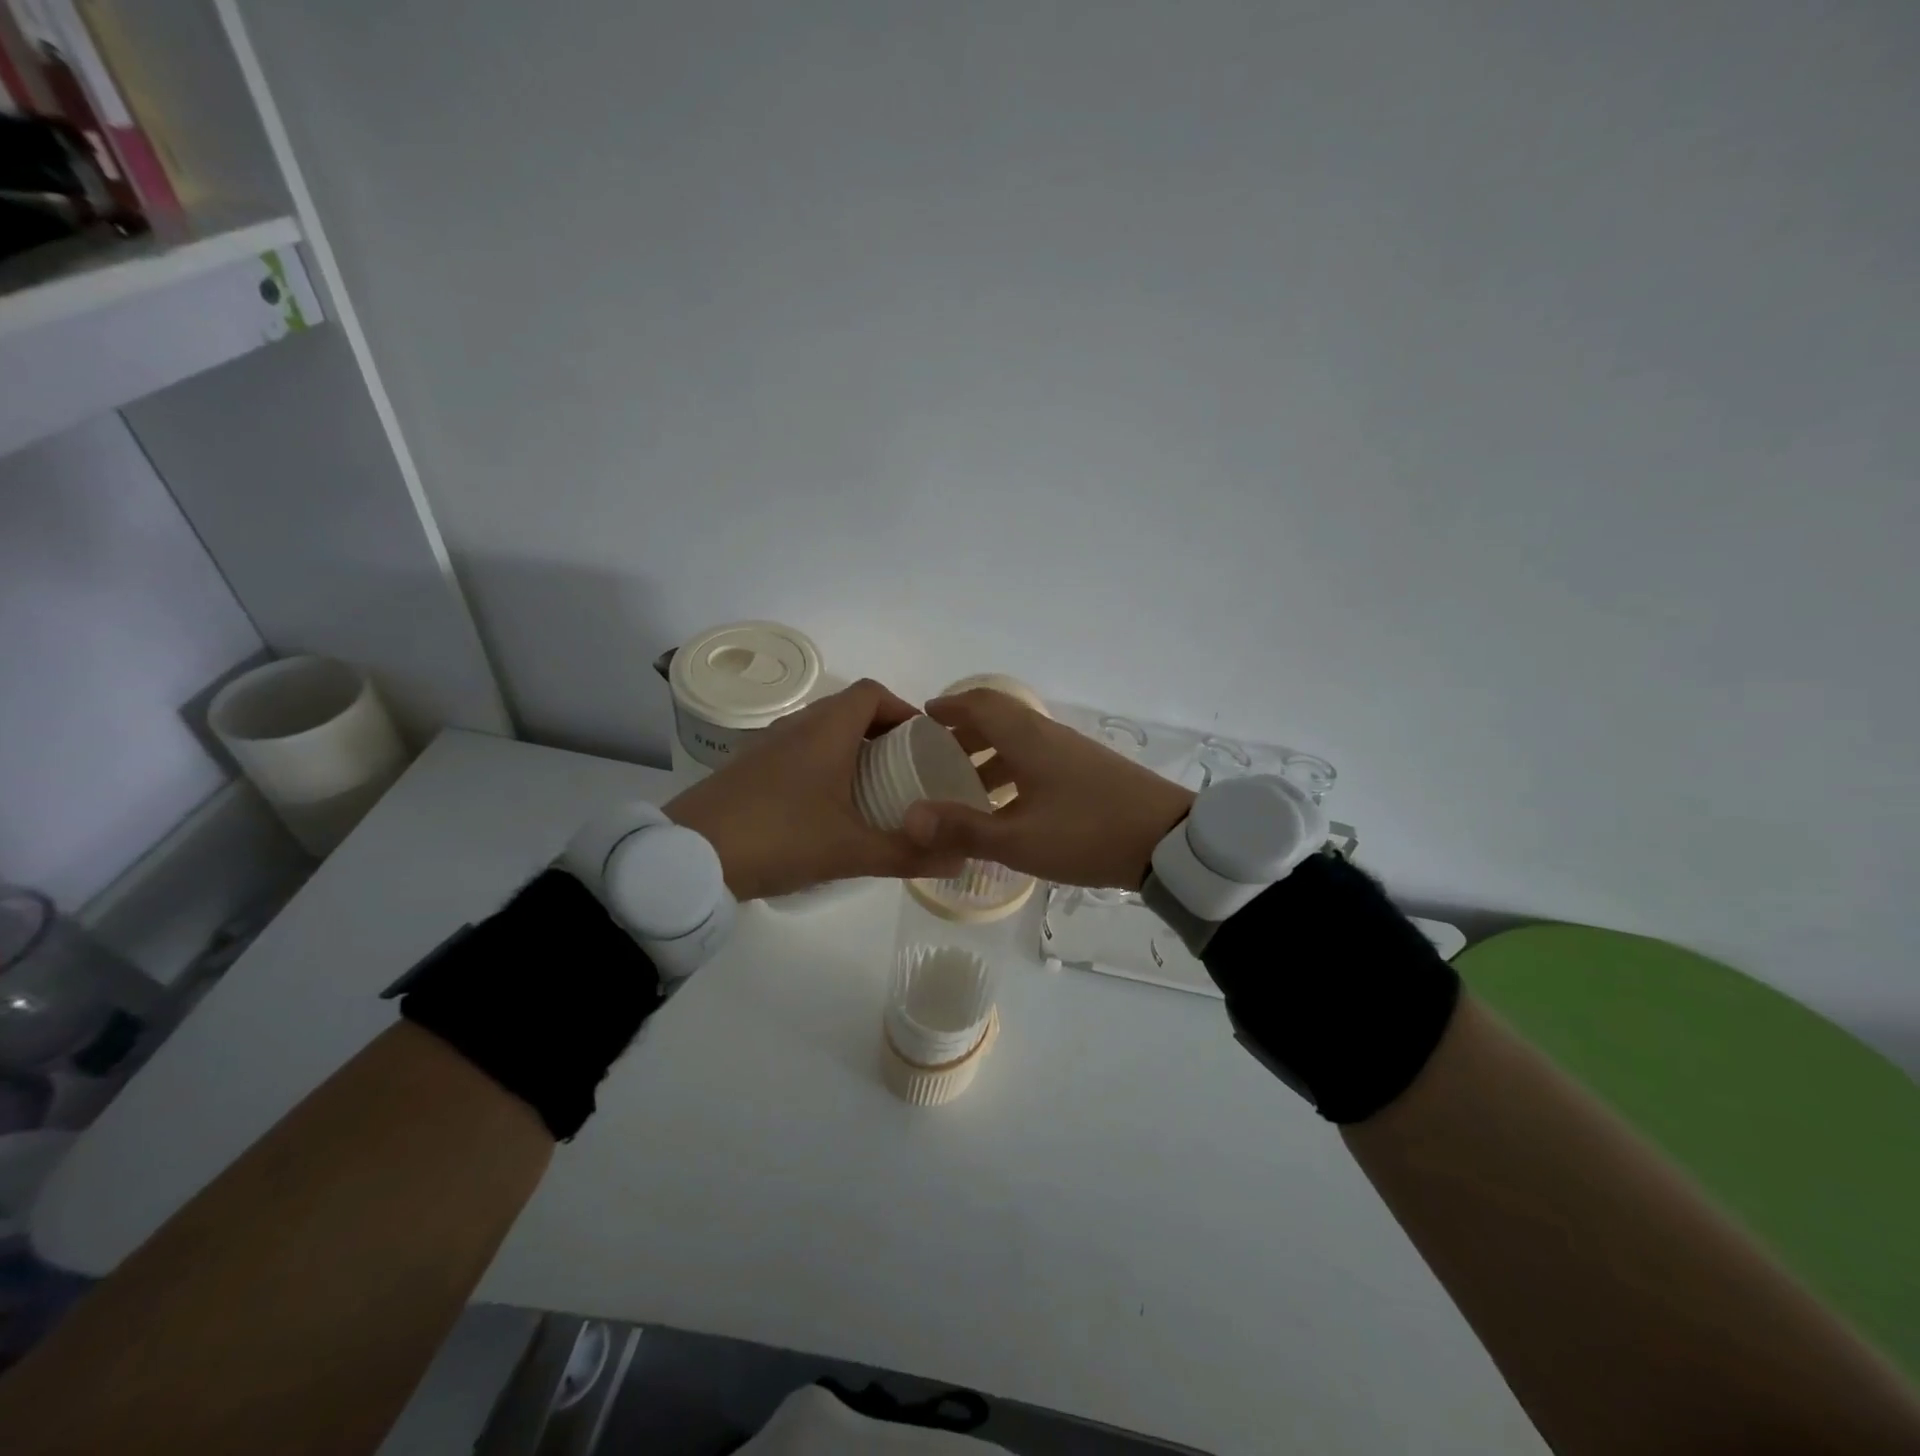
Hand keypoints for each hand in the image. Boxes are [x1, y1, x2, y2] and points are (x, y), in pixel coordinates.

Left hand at [665, 679, 963, 900]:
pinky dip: (822, 764)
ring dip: (850, 748)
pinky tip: (826, 806)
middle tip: (906, 771)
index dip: (903, 709)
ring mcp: (766, 745)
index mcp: (825, 731)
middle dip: (882, 732)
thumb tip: (960, 858)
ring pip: (820, 730)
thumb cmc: (778, 839)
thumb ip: (906, 854)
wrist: (688, 857)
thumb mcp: (850, 852)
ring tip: (872, 788)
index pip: (872, 693)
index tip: (923, 743)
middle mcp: (796, 726)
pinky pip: (797, 750)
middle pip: (848, 709)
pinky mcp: (747, 768)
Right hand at [902, 689, 1195, 889]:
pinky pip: (1039, 760)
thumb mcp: (1019, 840)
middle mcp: (1049, 737)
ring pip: (1020, 742)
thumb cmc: (1087, 833)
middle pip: (999, 720)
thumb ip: (963, 829)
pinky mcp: (1090, 772)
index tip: (922, 718)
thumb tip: (909, 818)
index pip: (981, 704)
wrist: (1168, 842)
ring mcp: (1073, 753)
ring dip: (989, 756)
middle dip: (964, 733)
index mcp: (1028, 740)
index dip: (950, 706)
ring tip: (965, 787)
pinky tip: (1009, 807)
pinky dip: (1013, 772)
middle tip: (936, 757)